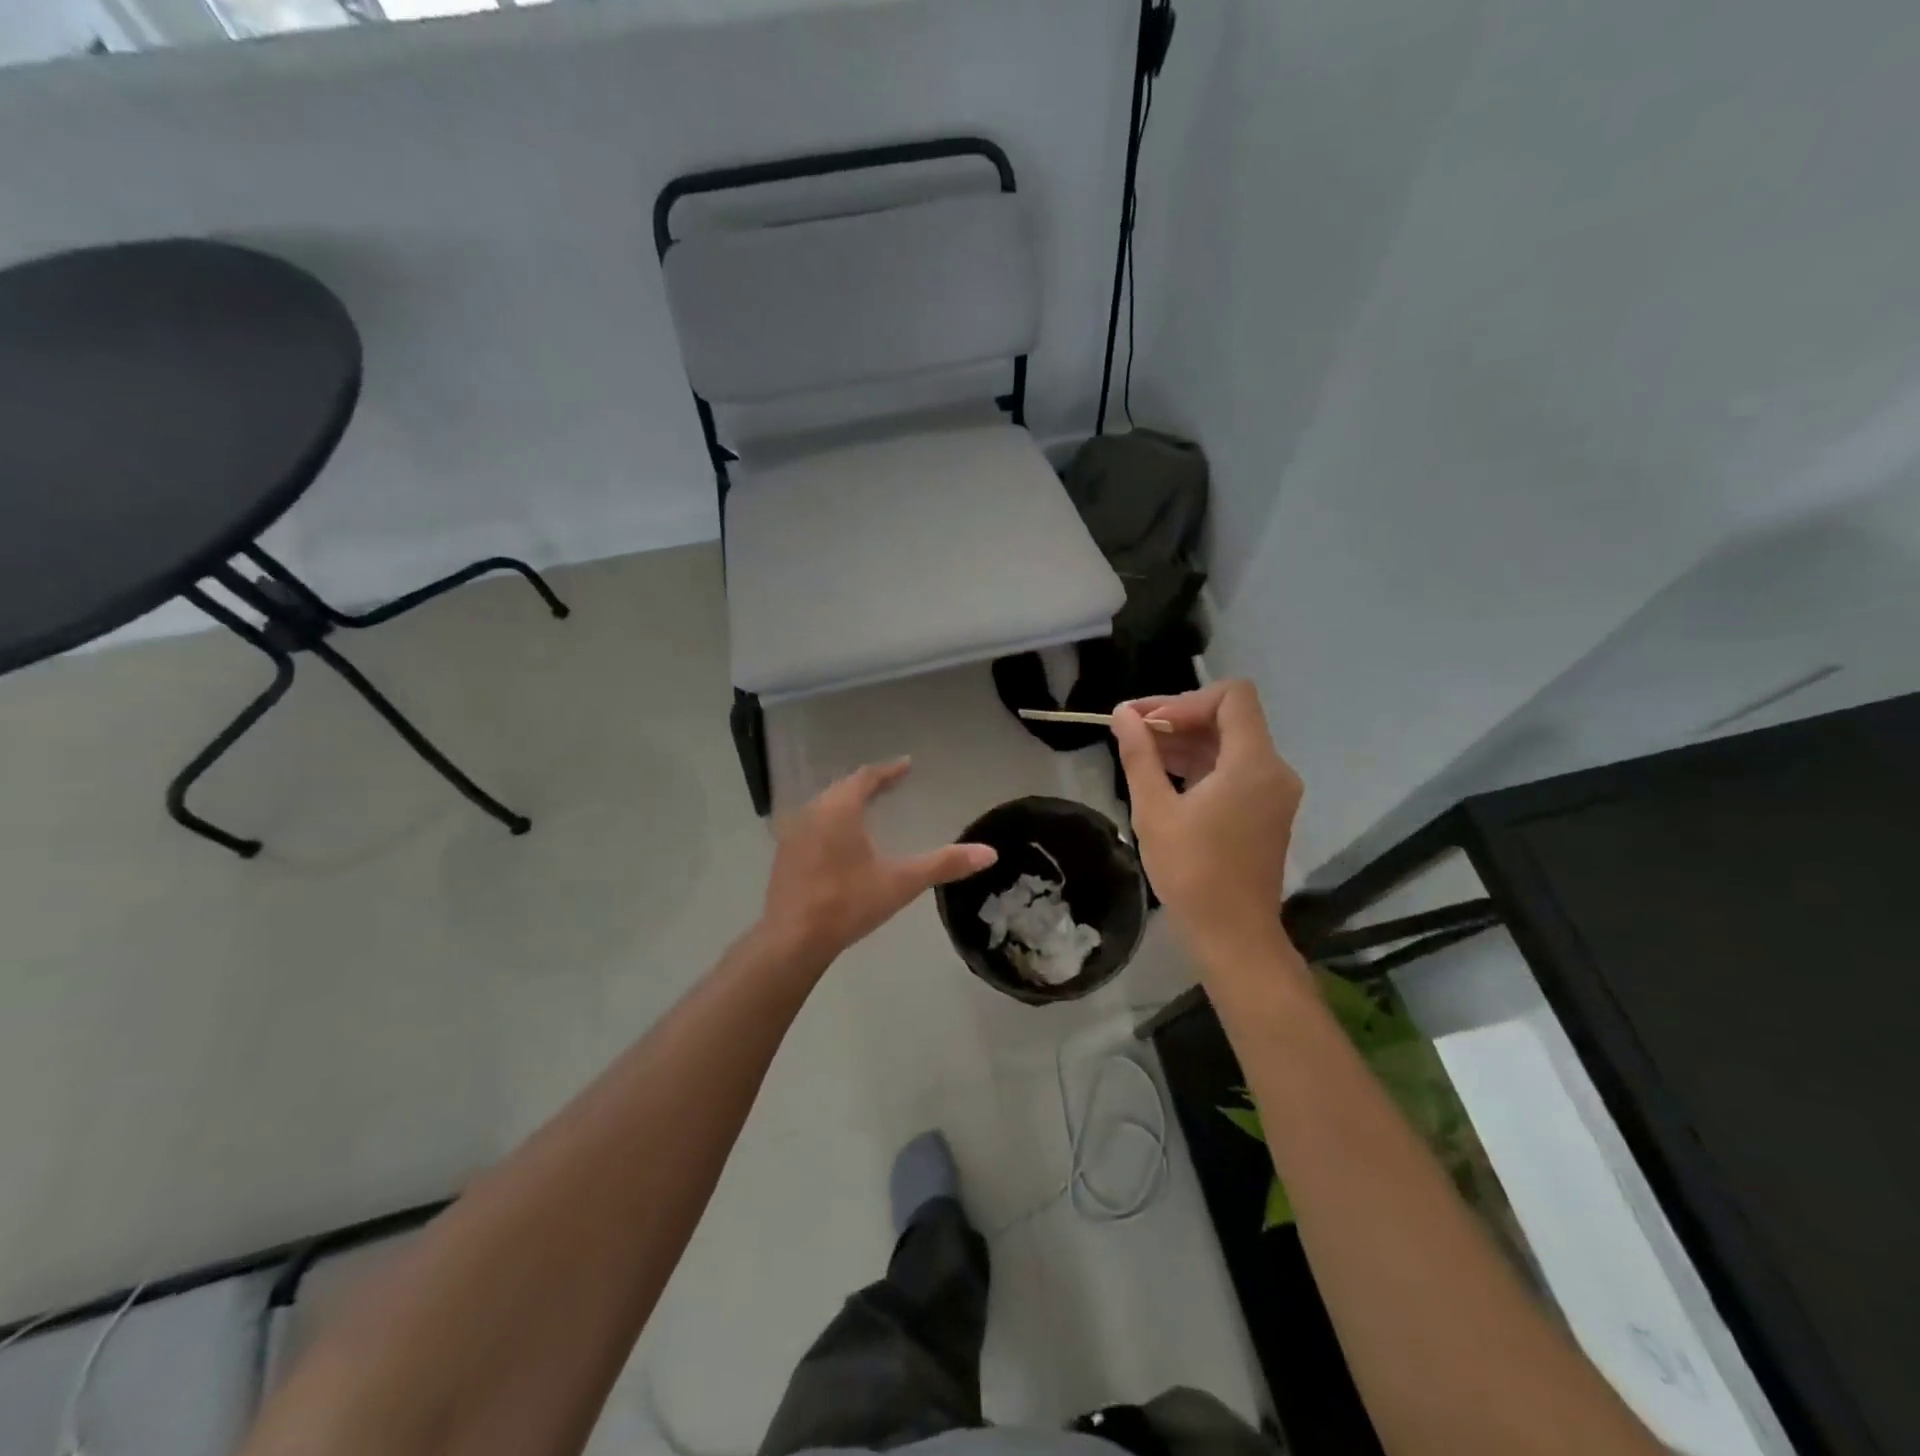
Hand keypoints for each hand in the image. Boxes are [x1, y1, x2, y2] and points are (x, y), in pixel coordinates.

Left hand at [760, 758, 996, 967]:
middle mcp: (812, 812)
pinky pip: (813, 824)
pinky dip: (831, 821)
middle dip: (868, 784)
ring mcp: (793, 834)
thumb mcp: (901, 882)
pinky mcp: (784, 855)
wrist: (792, 940)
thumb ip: (944, 864)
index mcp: (839, 809)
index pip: (866, 777)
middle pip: (844, 788)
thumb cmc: (848, 903)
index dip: (889, 771)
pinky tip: (840, 840)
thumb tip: (990, 853)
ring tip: (869, 807)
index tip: (907, 765)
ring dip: (848, 801)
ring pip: (825, 805)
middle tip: (891, 783)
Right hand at [1112, 681, 1302, 965]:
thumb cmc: (1192, 873)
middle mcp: (1273, 769)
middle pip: (1229, 718)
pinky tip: (1163, 776)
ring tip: (1139, 753)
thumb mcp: (1155, 811)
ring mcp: (1273, 791)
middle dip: (1179, 717)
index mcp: (1253, 764)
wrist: (1233, 936)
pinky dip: (1201, 764)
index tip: (1147, 722)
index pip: (1232, 696)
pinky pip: (1234, 769)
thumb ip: (1140, 755)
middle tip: (1130, 730)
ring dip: (1186, 741)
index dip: (1185, 700)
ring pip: (1230, 743)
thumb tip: (1122, 714)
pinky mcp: (1266, 810)